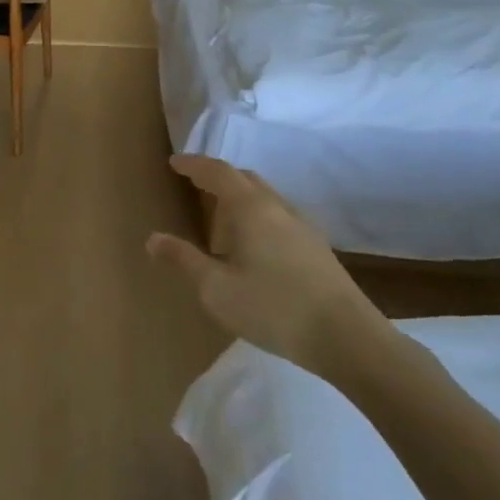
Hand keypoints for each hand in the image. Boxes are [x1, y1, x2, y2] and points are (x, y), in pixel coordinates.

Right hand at [147, 155, 388, 376]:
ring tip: (220, 220)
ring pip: (264, 197)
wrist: (347, 337)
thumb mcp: (216, 288)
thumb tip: (153, 238)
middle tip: (194, 186)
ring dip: (239, 198)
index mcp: (250, 207)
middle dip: (217, 177)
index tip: (174, 163)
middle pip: (244, 178)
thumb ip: (184, 259)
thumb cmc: (272, 307)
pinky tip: (253, 246)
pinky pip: (278, 216)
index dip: (194, 164)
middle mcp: (277, 207)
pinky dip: (256, 216)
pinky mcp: (316, 248)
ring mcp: (302, 226)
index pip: (217, 172)